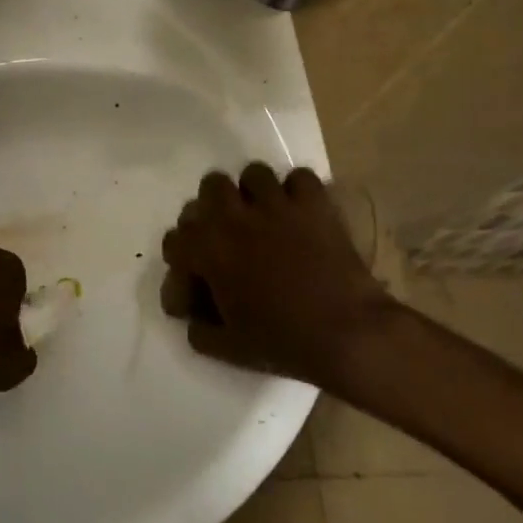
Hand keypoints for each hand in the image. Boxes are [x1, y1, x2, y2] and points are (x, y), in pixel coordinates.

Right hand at [160, 164, 398, 389]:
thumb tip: (192, 319)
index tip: (195, 278)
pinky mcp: (313, 204)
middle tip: (228, 232)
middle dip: (215, 207)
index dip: (181, 259)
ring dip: (254, 192)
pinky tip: (300, 212)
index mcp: (208, 250)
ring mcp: (276, 205)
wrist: (348, 335)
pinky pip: (300, 178)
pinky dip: (298, 191)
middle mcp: (234, 217)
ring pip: (253, 173)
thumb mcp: (228, 349)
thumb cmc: (284, 342)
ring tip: (264, 214)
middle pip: (210, 187)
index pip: (175, 239)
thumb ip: (199, 330)